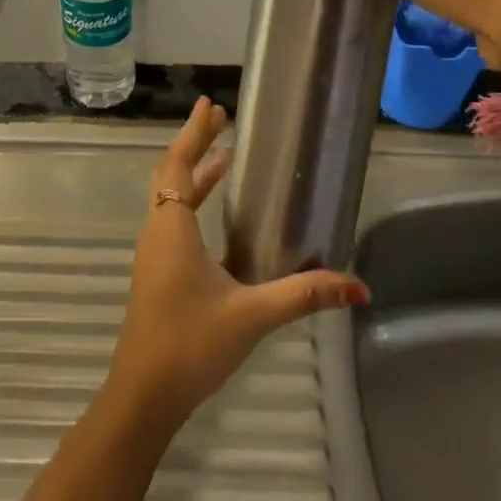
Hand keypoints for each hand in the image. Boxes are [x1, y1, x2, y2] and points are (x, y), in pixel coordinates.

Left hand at [104, 97, 367, 437]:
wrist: (143, 396)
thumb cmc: (191, 345)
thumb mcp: (251, 315)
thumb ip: (303, 296)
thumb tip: (357, 286)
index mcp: (173, 229)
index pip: (178, 165)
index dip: (193, 133)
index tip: (208, 105)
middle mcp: (158, 232)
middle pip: (171, 174)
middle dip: (194, 144)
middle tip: (218, 118)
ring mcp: (154, 254)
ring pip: (171, 198)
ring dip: (194, 174)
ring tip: (224, 156)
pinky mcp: (157, 274)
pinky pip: (173, 220)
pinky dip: (192, 201)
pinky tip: (214, 214)